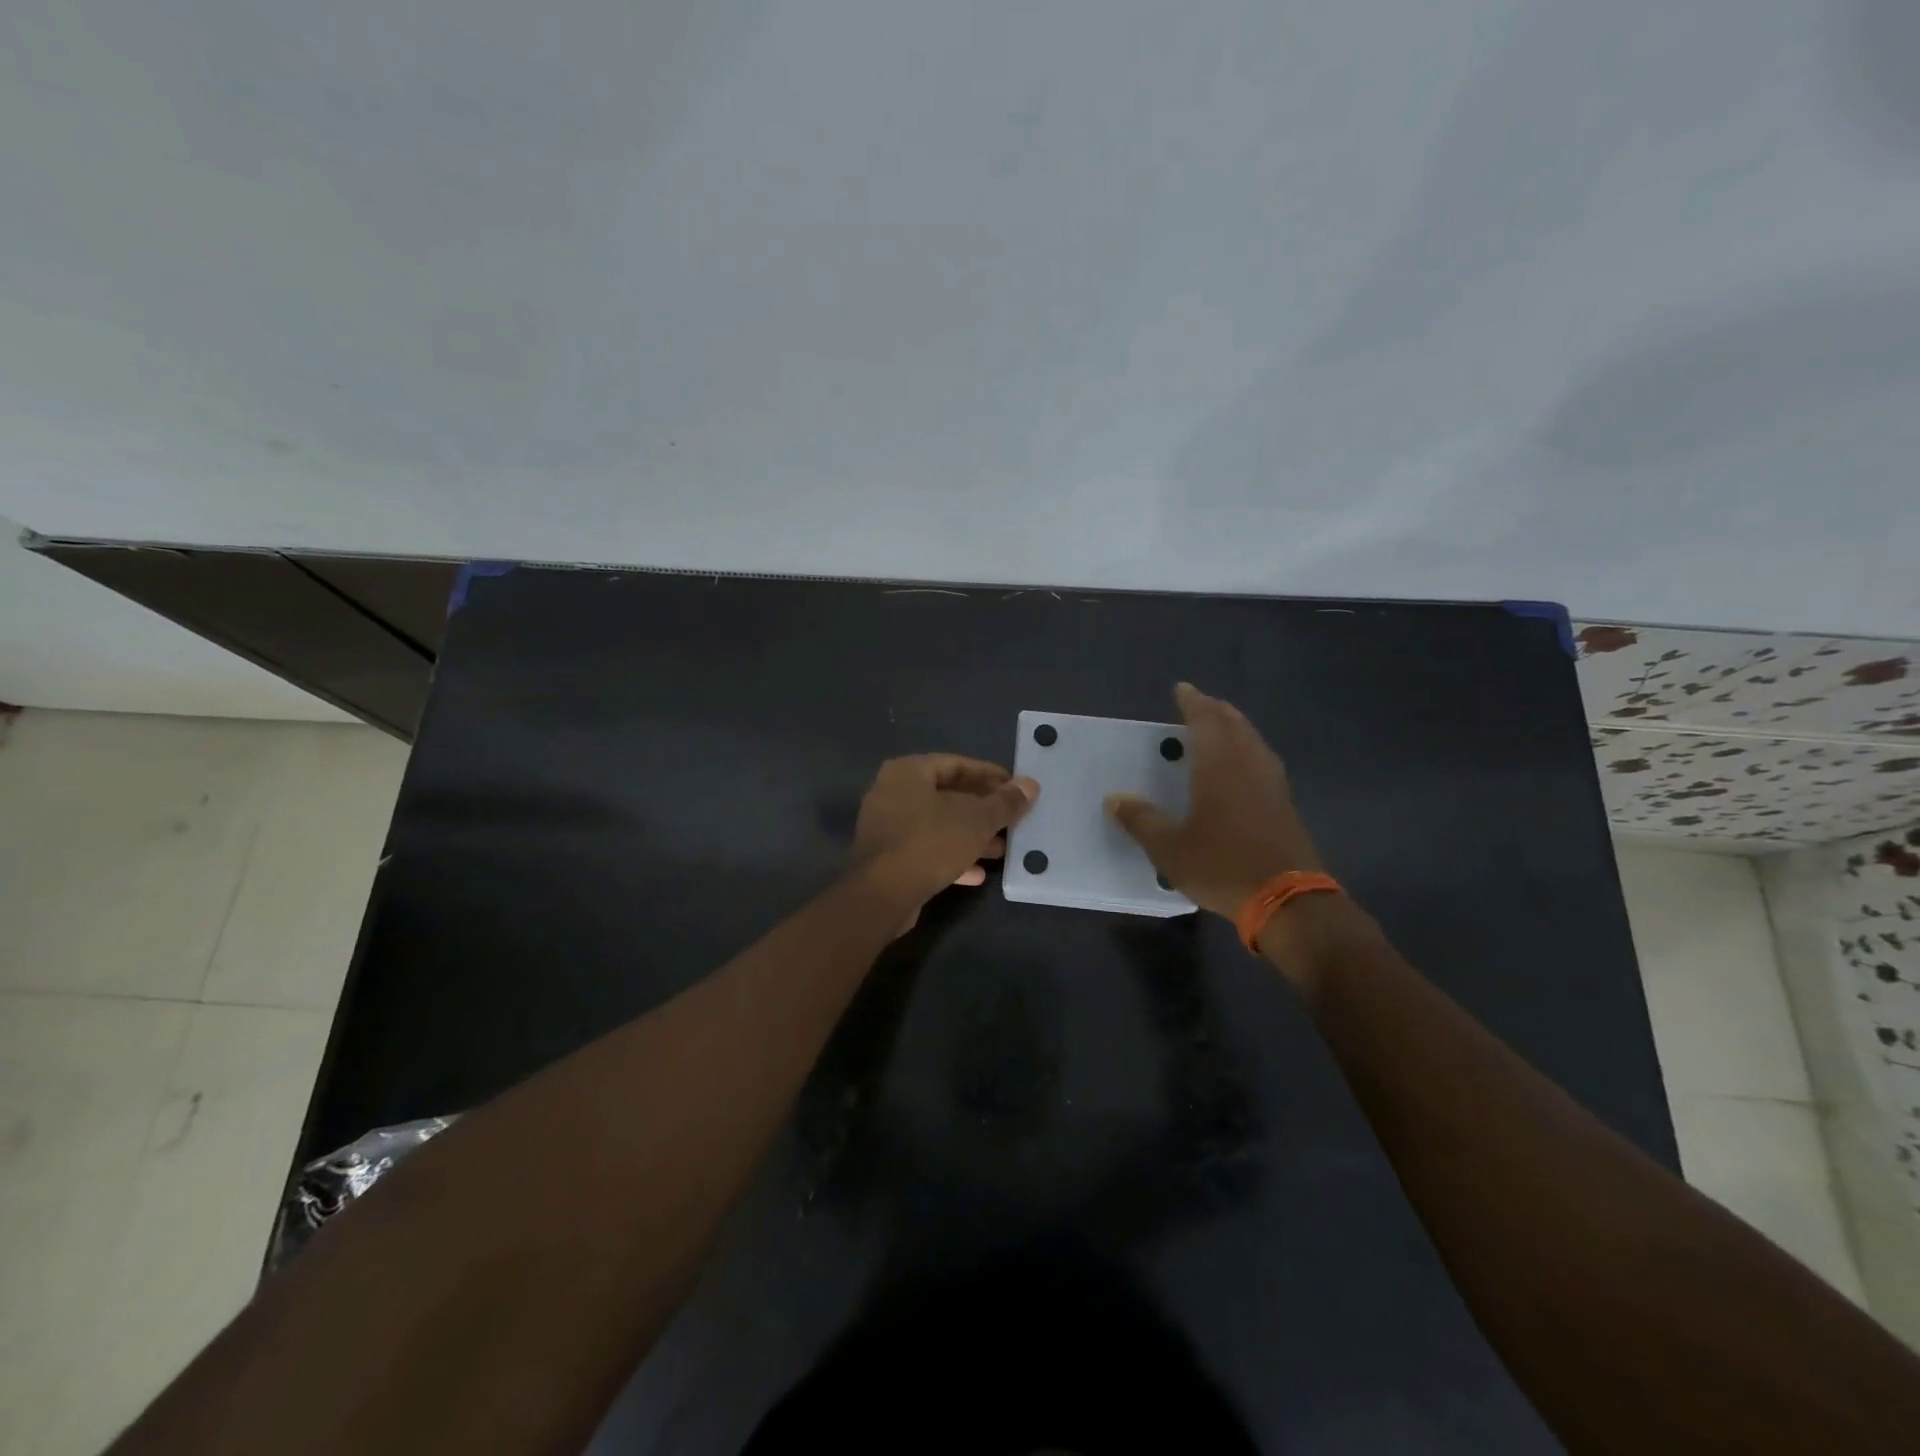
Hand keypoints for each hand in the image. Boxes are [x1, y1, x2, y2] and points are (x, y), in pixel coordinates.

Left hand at [852, 754, 1038, 921]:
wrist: (882, 895)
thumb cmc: (930, 843)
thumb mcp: (976, 821)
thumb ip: (1004, 803)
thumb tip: (1030, 785)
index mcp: (908, 772)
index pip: (957, 764)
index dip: (990, 775)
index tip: (1016, 788)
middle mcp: (892, 792)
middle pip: (947, 795)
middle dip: (983, 810)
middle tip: (1012, 820)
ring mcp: (886, 826)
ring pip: (938, 825)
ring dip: (970, 836)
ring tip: (1002, 850)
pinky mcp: (886, 857)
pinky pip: (925, 849)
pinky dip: (951, 856)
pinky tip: (978, 874)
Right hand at [1104, 683, 1321, 919]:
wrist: (1287, 900)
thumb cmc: (1222, 866)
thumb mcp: (1169, 848)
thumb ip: (1141, 820)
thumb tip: (1114, 799)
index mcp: (1219, 767)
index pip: (1206, 721)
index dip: (1193, 703)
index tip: (1182, 689)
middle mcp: (1248, 765)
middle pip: (1235, 725)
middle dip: (1216, 710)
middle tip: (1200, 704)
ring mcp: (1272, 784)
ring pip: (1253, 741)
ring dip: (1236, 727)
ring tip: (1221, 726)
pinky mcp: (1285, 804)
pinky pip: (1263, 760)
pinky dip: (1248, 749)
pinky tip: (1244, 765)